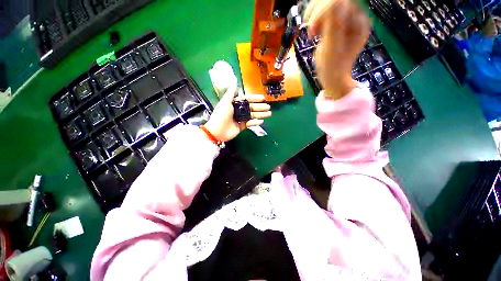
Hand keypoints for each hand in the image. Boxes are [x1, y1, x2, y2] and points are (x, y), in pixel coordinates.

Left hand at [204, 85, 271, 141]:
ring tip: (269, 114)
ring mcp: (241, 119)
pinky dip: (256, 122)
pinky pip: (250, 123)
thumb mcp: (225, 102)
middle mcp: (239, 110)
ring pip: (252, 115)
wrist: (217, 131)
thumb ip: (230, 93)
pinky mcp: (242, 126)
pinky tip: (261, 121)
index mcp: (235, 104)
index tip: (263, 98)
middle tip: (268, 107)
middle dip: (260, 107)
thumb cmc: (221, 115)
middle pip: (251, 108)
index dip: (255, 98)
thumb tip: (235, 83)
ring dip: (261, 114)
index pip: (247, 100)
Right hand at [305, 0, 370, 98]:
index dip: (322, 12)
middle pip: (335, 1)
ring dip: (315, 16)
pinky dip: (316, 21)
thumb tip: (335, 2)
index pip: (341, 2)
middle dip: (318, 13)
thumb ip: (334, 25)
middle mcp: (355, 18)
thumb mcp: (332, 48)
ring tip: (312, 33)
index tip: (312, 32)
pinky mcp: (338, 24)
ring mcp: (346, 21)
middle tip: (310, 32)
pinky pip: (326, 13)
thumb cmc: (332, 67)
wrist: (333, 77)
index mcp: (358, 23)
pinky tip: (314, 32)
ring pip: (328, 5)